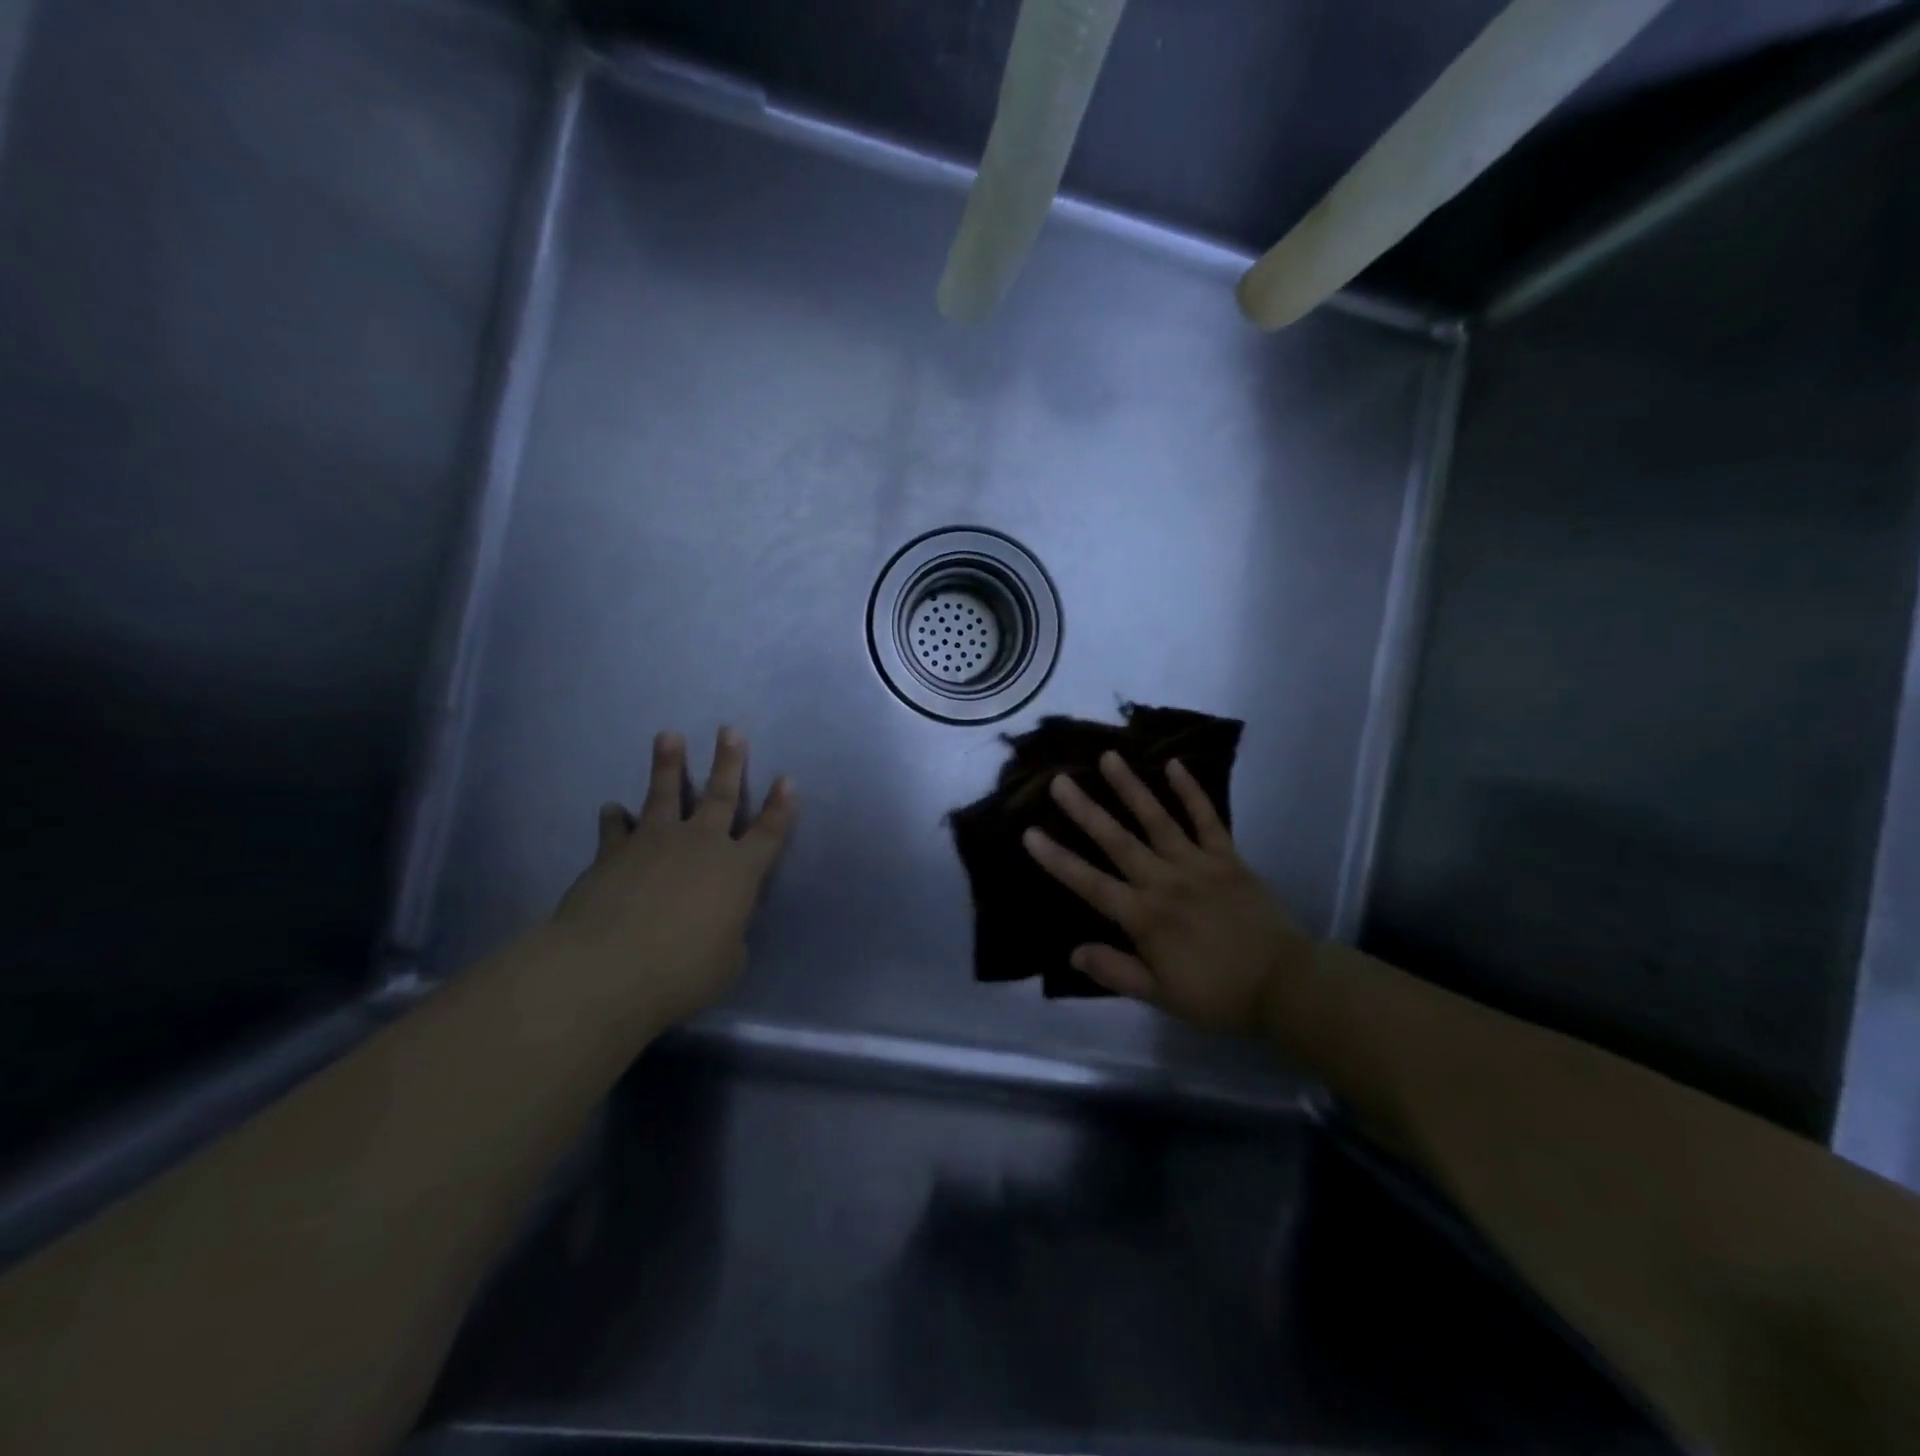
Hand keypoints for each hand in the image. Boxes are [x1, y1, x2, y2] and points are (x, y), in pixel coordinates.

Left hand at [551, 727, 794, 1029]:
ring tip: (668, 736)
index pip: (769, 832)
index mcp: (738, 871)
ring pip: (665, 793)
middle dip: (728, 761)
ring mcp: (655, 842)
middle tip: (730, 730)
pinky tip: (611, 808)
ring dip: (668, 764)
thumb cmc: (681, 972)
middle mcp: (701, 845)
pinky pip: (615, 828)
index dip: (781, 807)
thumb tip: (721, 928)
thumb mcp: (727, 964)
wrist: (608, 968)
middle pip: (720, 795)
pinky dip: (614, 818)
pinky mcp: (613, 852)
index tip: (787, 779)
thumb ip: (730, 937)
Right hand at [1022, 752, 1311, 1035]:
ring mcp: (1198, 864)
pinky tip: (1175, 764)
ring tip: (1109, 758)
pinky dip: (1191, 792)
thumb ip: (1116, 971)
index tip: (1030, 834)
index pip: (1091, 884)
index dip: (1058, 859)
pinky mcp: (1228, 858)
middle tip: (1060, 780)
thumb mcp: (1161, 996)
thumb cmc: (1218, 995)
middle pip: (1117, 841)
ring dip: (1131, 788)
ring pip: (1157, 819)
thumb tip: (1073, 952)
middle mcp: (1164, 882)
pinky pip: (1207, 819)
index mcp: (1145, 917)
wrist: (1286, 985)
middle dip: (1085, 810)